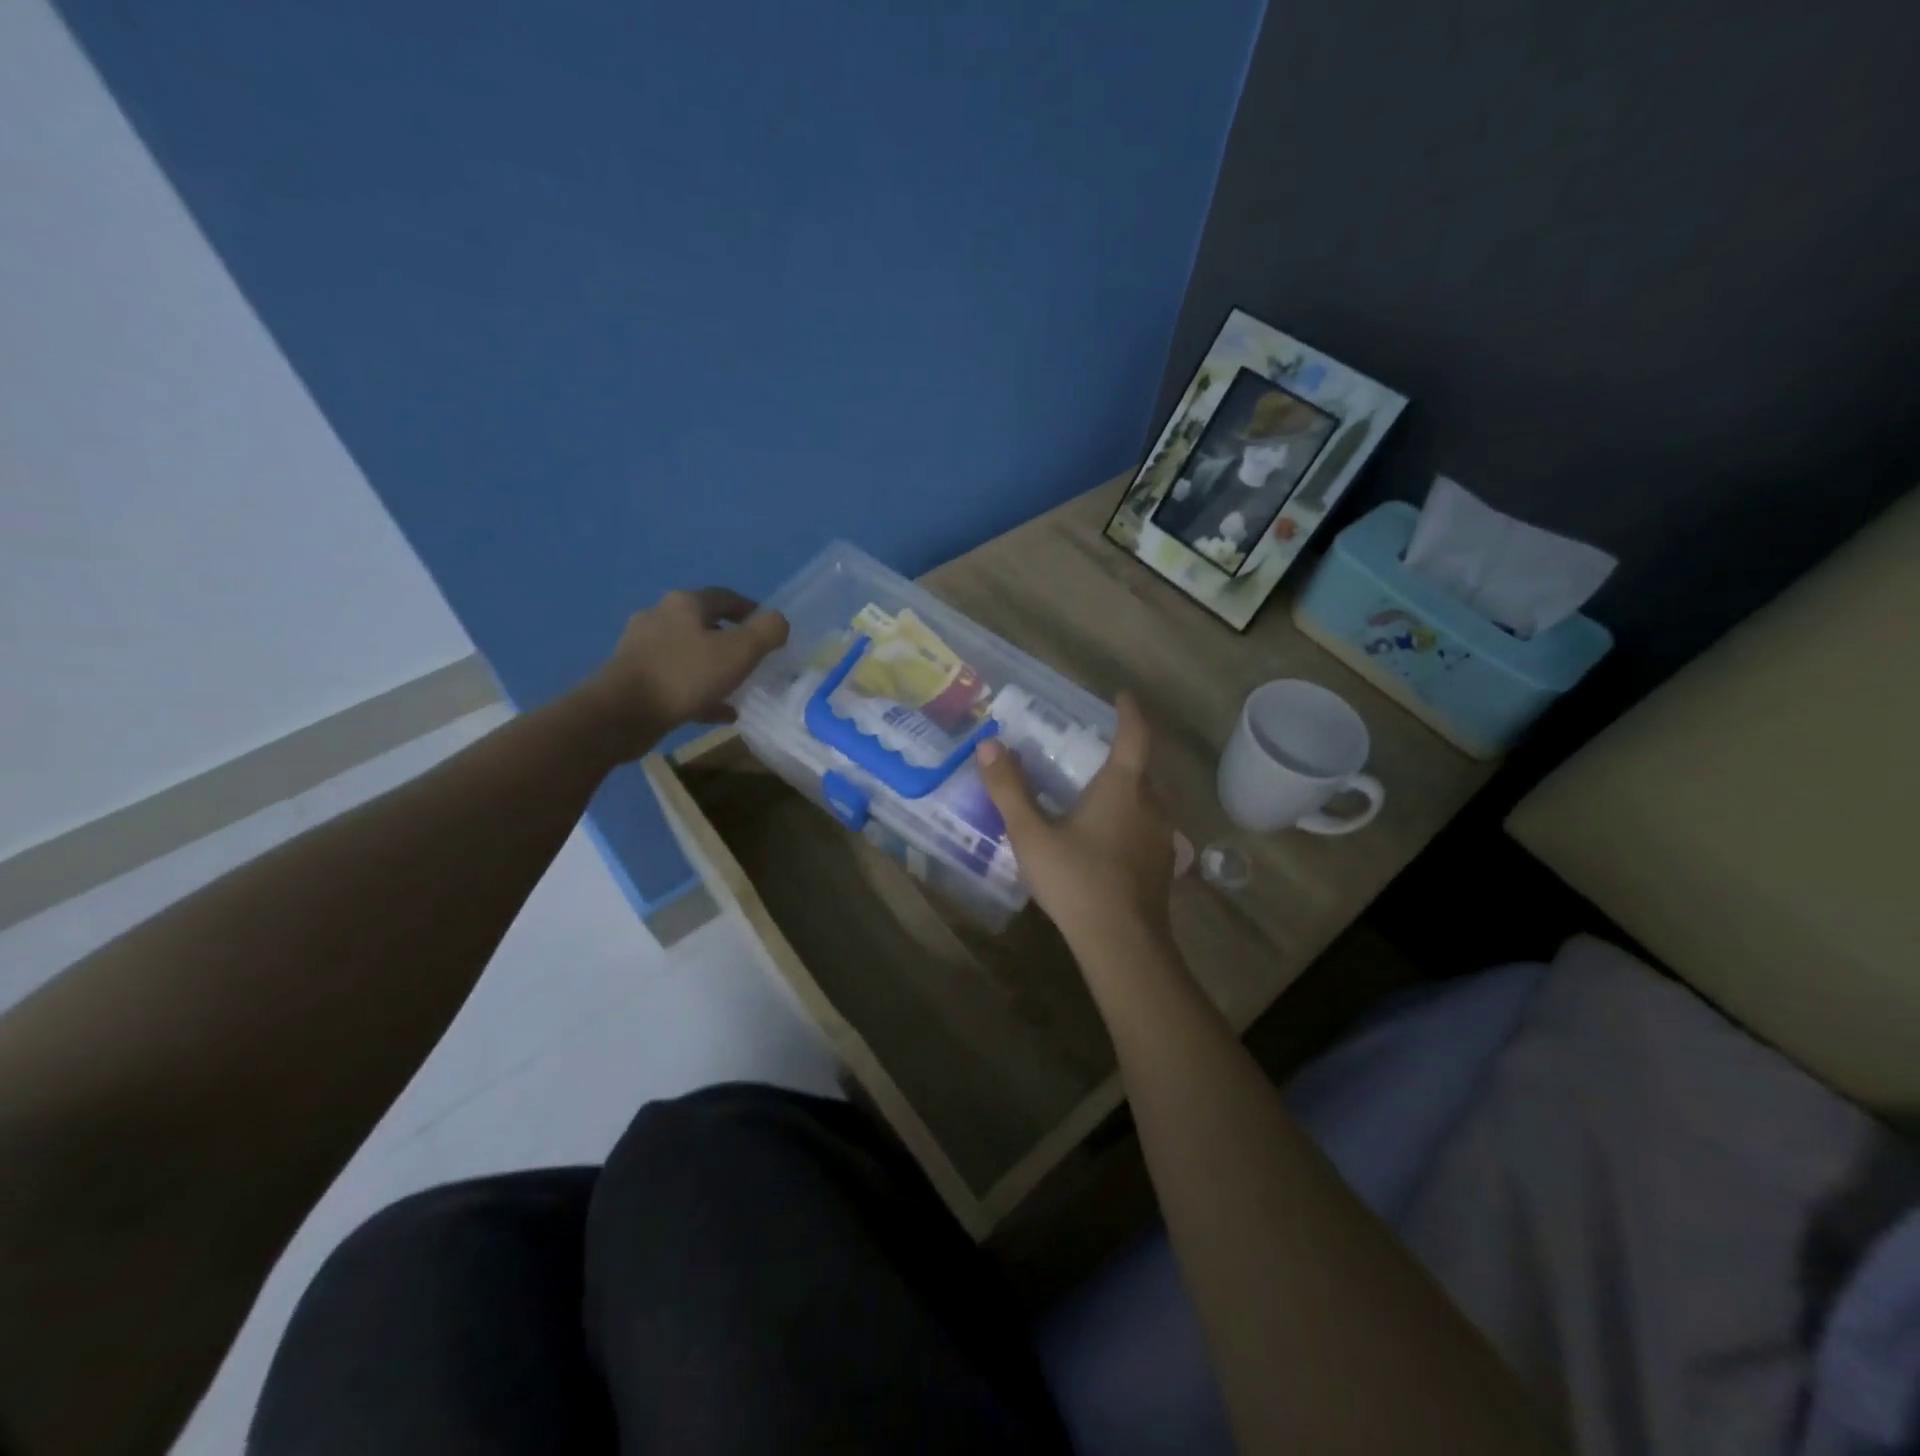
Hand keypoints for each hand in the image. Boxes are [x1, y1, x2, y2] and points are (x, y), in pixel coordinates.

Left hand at [585, 588, 788, 756]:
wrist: (621, 713)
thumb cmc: (684, 675)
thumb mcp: (740, 651)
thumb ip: (767, 632)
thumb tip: (779, 621)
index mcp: (685, 604)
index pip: (725, 597)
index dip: (751, 610)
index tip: (769, 629)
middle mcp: (660, 618)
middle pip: (704, 624)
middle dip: (731, 640)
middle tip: (755, 659)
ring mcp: (643, 648)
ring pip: (690, 654)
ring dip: (715, 668)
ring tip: (738, 688)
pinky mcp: (634, 678)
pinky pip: (677, 681)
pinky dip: (700, 692)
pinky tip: (720, 712)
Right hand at [974, 692, 1174, 952]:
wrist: (1123, 944)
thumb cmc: (1077, 880)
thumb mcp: (1032, 834)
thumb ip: (1009, 789)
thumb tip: (988, 744)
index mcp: (1123, 787)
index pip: (1134, 736)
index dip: (1129, 712)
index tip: (1122, 695)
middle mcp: (1151, 805)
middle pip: (1141, 769)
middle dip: (1122, 756)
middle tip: (1091, 752)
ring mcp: (1161, 837)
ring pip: (1146, 801)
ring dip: (1126, 791)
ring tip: (1095, 795)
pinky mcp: (1162, 865)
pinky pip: (1146, 827)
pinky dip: (1129, 820)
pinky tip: (1105, 840)